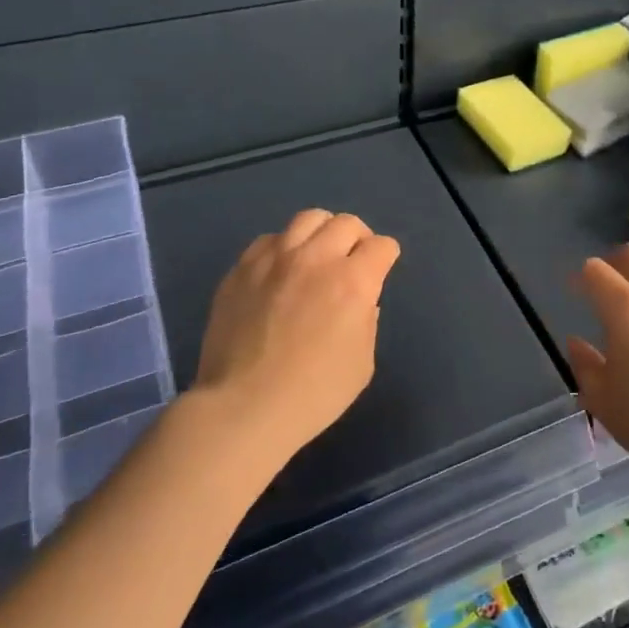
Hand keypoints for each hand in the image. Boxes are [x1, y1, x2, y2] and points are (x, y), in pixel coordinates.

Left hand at [192, 209, 400, 466]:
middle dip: (358, 238)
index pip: (382, 246)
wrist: (243, 408)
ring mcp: (275, 259)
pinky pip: (270, 239)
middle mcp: (316, 258)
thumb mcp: (362, 363)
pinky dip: (284, 248)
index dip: (386, 257)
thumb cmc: (313, 394)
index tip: (381, 270)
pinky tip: (280, 271)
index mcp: (353, 281)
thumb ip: (366, 321)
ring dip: (322, 233)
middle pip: (346, 223)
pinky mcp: (242, 268)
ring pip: (308, 219)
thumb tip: (361, 301)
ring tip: (317, 255)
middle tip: (352, 261)